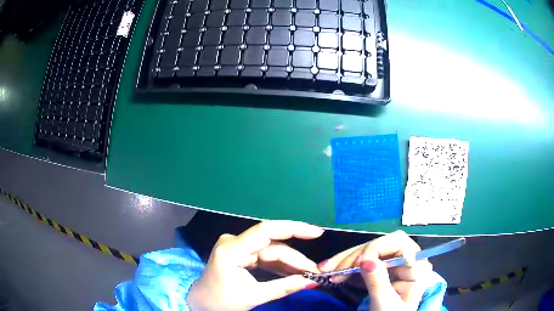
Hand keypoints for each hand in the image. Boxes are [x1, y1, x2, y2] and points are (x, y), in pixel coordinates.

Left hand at [187, 221, 323, 310]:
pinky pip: (265, 257)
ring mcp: (237, 247)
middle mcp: (234, 242)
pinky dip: (280, 266)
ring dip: (290, 263)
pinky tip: (295, 273)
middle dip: (295, 259)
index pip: (266, 231)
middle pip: (273, 246)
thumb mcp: (254, 296)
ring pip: (271, 251)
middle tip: (315, 272)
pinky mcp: (241, 254)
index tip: (317, 233)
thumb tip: (312, 281)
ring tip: (309, 274)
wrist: (202, 304)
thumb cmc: (222, 302)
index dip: (294, 229)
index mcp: (231, 250)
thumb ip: (285, 287)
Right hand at [318, 230, 431, 310]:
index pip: (399, 243)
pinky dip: (346, 267)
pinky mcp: (380, 271)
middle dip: (355, 255)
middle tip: (333, 268)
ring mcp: (392, 265)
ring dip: (346, 260)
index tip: (357, 263)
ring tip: (326, 269)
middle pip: (380, 245)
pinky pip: (362, 263)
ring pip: (368, 252)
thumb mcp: (386, 304)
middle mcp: (405, 260)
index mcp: (416, 266)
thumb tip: (366, 260)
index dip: (377, 247)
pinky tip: (334, 272)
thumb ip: (378, 283)